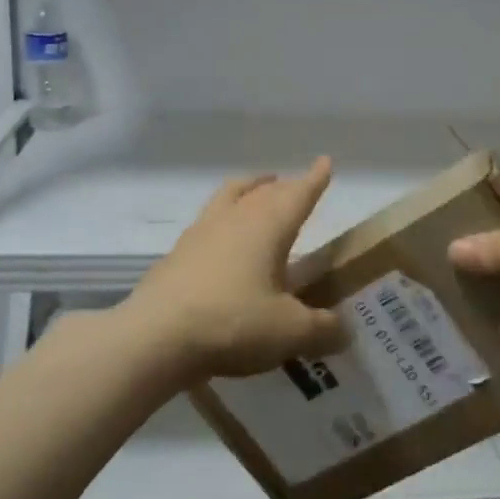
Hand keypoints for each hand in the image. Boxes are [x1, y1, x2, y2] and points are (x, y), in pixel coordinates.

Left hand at [122, 159, 347, 383]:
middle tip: (295, 186)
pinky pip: (208, 223)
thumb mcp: (290, 332)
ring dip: (248, 189)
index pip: (298, 194)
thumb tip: (344, 331)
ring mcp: (201, 233)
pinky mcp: (177, 254)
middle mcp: (235, 219)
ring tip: (258, 191)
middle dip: (284, 187)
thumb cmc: (233, 322)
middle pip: (264, 192)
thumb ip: (323, 330)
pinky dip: (223, 221)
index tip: (324, 162)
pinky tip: (222, 242)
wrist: (155, 337)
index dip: (314, 180)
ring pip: (230, 196)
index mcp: (268, 226)